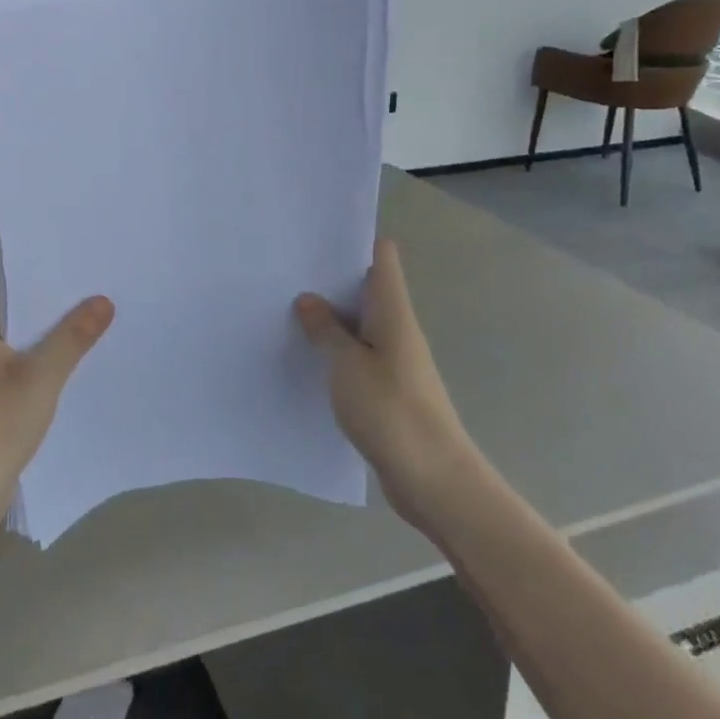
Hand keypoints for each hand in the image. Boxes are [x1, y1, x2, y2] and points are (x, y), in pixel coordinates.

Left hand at [0, 295, 114, 521]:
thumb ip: (73, 336)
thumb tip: (102, 300)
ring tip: (94, 335)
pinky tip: (70, 374)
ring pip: (18, 350)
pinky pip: (14, 375)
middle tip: (100, 306)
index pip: (15, 293)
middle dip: (55, 318)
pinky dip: (38, 373)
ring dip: (48, 347)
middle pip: (18, 321)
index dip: (51, 288)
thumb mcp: (42, 375)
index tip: (88, 283)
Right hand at [296, 240, 474, 531]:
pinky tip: (306, 358)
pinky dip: (335, 352)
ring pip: (359, 325)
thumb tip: (309, 299)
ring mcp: (394, 361)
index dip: (354, 241)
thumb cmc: (391, 411)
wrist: (434, 480)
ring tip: (286, 310)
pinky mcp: (388, 391)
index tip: (315, 238)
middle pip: (366, 289)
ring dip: (330, 319)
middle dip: (330, 280)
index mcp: (393, 312)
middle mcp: (397, 329)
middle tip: (285, 273)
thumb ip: (326, 330)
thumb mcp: (347, 365)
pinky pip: (358, 357)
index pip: (382, 257)